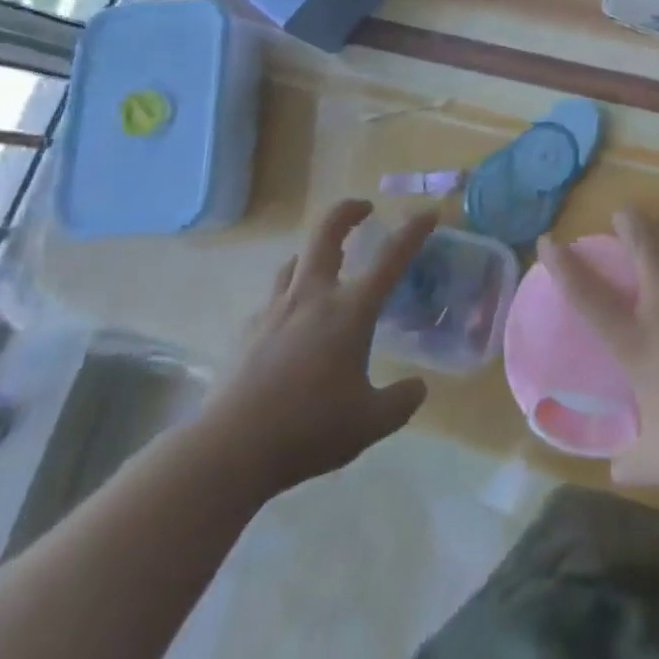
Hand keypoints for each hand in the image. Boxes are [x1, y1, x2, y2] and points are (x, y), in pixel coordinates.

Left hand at [194, 200, 436, 498]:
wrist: (229, 450)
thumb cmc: (308, 429)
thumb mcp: (369, 423)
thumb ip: (400, 402)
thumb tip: (418, 388)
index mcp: (351, 309)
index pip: (391, 257)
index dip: (413, 231)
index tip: (428, 213)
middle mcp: (314, 296)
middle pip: (327, 232)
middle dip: (348, 212)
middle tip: (364, 209)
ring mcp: (276, 311)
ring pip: (295, 261)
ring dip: (315, 252)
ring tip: (327, 262)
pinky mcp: (248, 332)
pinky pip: (273, 299)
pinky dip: (288, 297)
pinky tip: (290, 321)